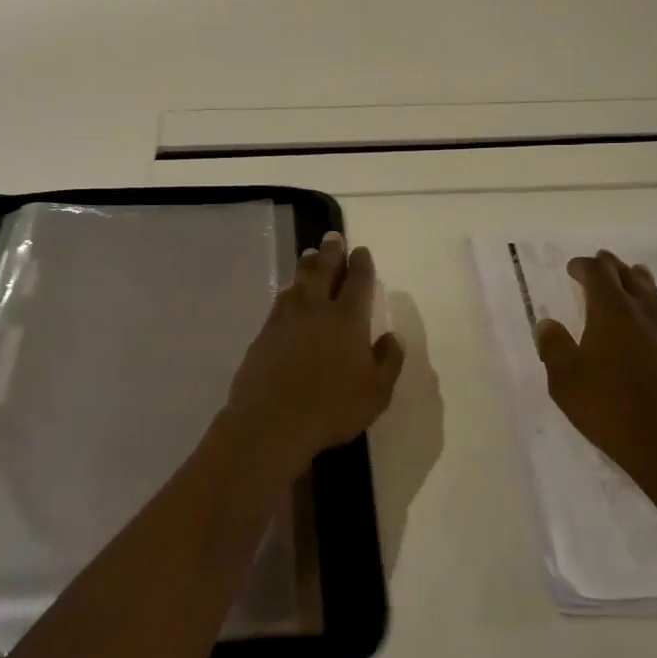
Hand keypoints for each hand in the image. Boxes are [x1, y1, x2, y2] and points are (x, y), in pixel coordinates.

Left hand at [220, 232, 405, 482]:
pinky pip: (280, 302)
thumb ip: (389, 361)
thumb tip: (392, 337)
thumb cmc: (332, 407)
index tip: (361, 250)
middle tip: (332, 236)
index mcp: (347, 320)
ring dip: (307, 266)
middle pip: (324, 271)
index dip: (361, 264)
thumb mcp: (376, 392)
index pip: (358, 282)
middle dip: (331, 252)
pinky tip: (288, 293)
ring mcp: (286, 320)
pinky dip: (288, 291)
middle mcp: (316, 310)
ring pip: (298, 283)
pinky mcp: (264, 334)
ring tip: (310, 254)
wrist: (272, 421)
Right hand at [535, 251, 656, 486]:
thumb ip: (553, 346)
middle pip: (628, 274)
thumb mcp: (564, 380)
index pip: (598, 272)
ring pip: (654, 290)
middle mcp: (644, 310)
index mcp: (611, 310)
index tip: (572, 269)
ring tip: (629, 279)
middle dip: (610, 267)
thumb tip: (547, 323)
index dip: (583, 266)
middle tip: (598, 265)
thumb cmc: (608, 408)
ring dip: (637, 280)